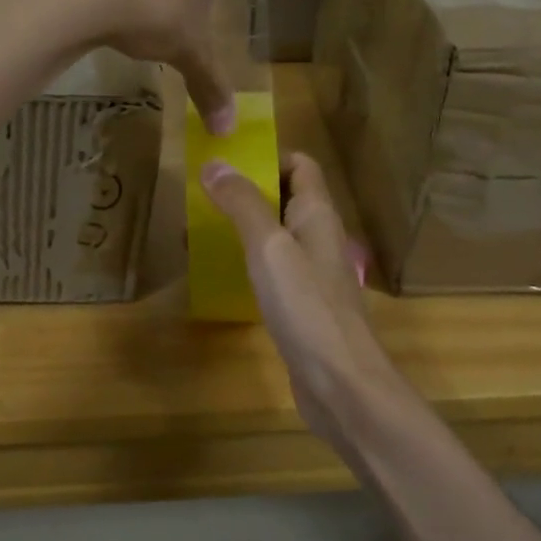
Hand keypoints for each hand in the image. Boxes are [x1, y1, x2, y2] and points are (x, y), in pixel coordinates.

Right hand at [201, 151, 410, 452]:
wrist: (341, 384)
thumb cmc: (306, 307)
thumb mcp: (268, 247)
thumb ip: (243, 204)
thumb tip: (215, 163)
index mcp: (318, 214)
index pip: (300, 164)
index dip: (267, 156)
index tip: (225, 163)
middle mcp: (319, 237)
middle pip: (286, 198)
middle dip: (246, 192)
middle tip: (200, 198)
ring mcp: (314, 274)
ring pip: (277, 235)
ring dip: (243, 228)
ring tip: (199, 233)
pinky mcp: (304, 306)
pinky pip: (275, 270)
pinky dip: (248, 263)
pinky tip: (222, 274)